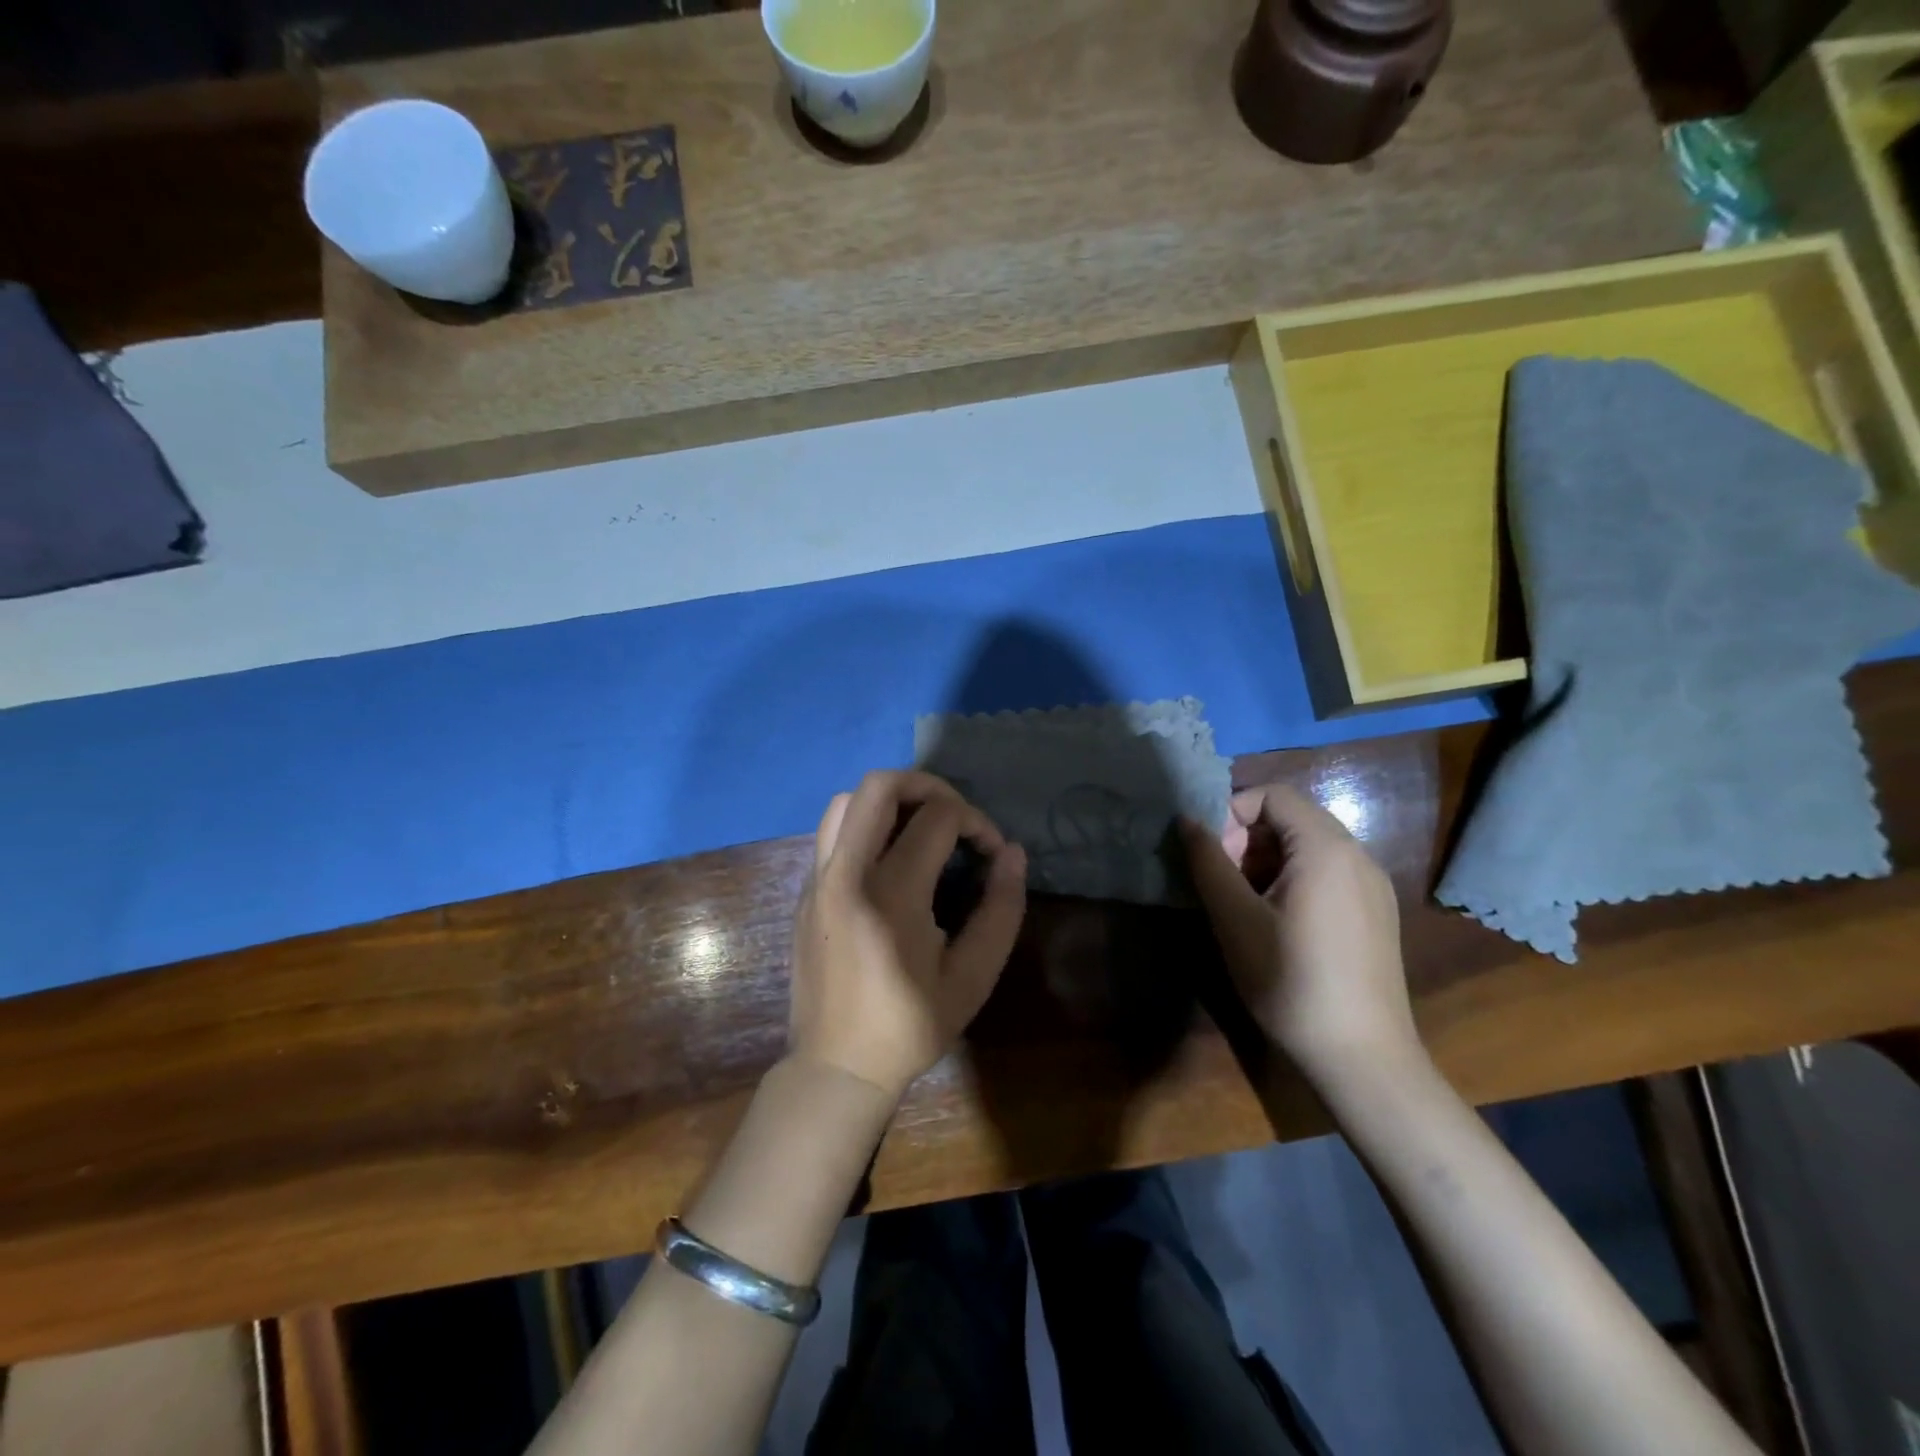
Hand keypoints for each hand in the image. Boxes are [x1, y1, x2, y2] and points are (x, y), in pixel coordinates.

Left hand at [790, 770, 1027, 1101]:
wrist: (836, 1066)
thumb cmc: (910, 1026)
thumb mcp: (973, 977)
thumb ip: (1002, 909)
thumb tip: (1012, 852)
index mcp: (891, 895)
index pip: (937, 817)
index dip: (976, 823)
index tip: (992, 853)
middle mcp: (845, 873)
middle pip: (879, 786)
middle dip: (928, 785)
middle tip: (956, 815)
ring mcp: (817, 879)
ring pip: (845, 800)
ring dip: (890, 800)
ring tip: (922, 827)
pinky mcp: (805, 890)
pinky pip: (832, 831)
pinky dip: (865, 823)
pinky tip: (890, 857)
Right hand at [1181, 785, 1422, 1086]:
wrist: (1362, 1058)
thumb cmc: (1290, 980)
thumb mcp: (1235, 918)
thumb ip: (1208, 861)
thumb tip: (1187, 819)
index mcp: (1326, 848)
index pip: (1272, 795)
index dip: (1231, 812)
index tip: (1209, 854)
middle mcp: (1358, 855)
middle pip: (1292, 818)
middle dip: (1247, 838)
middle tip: (1221, 881)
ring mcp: (1373, 886)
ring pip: (1309, 846)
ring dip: (1267, 860)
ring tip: (1243, 904)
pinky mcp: (1376, 913)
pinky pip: (1329, 872)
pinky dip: (1293, 879)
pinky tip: (1277, 923)